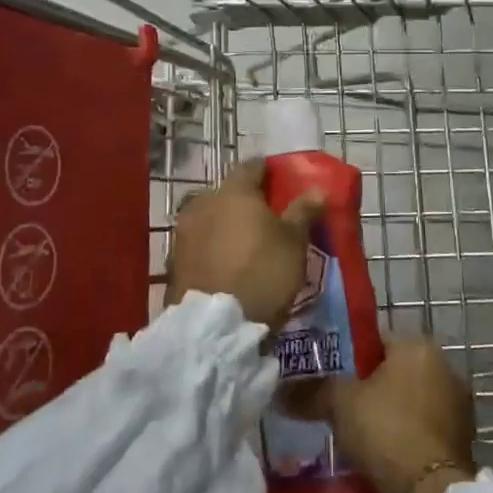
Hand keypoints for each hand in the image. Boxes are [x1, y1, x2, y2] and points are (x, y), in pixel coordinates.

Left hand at [166, 159, 326, 329]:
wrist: (214, 326)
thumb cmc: (262, 272)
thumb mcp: (293, 242)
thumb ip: (303, 211)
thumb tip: (317, 189)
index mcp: (233, 191)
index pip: (252, 166)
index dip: (268, 170)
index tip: (281, 179)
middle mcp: (203, 203)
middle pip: (228, 192)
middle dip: (245, 200)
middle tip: (266, 215)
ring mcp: (184, 232)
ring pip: (210, 217)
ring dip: (226, 223)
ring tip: (246, 241)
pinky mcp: (174, 261)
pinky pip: (199, 243)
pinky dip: (213, 246)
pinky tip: (226, 261)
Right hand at [286, 336, 475, 492]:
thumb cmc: (387, 430)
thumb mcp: (340, 403)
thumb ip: (312, 391)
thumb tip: (280, 392)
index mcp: (419, 346)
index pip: (377, 341)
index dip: (350, 359)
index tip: (329, 380)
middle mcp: (445, 368)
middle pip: (395, 373)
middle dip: (371, 390)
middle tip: (340, 411)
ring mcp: (458, 406)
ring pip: (411, 403)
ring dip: (390, 416)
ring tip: (359, 439)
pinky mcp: (463, 441)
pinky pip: (424, 431)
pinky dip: (406, 440)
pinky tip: (384, 458)